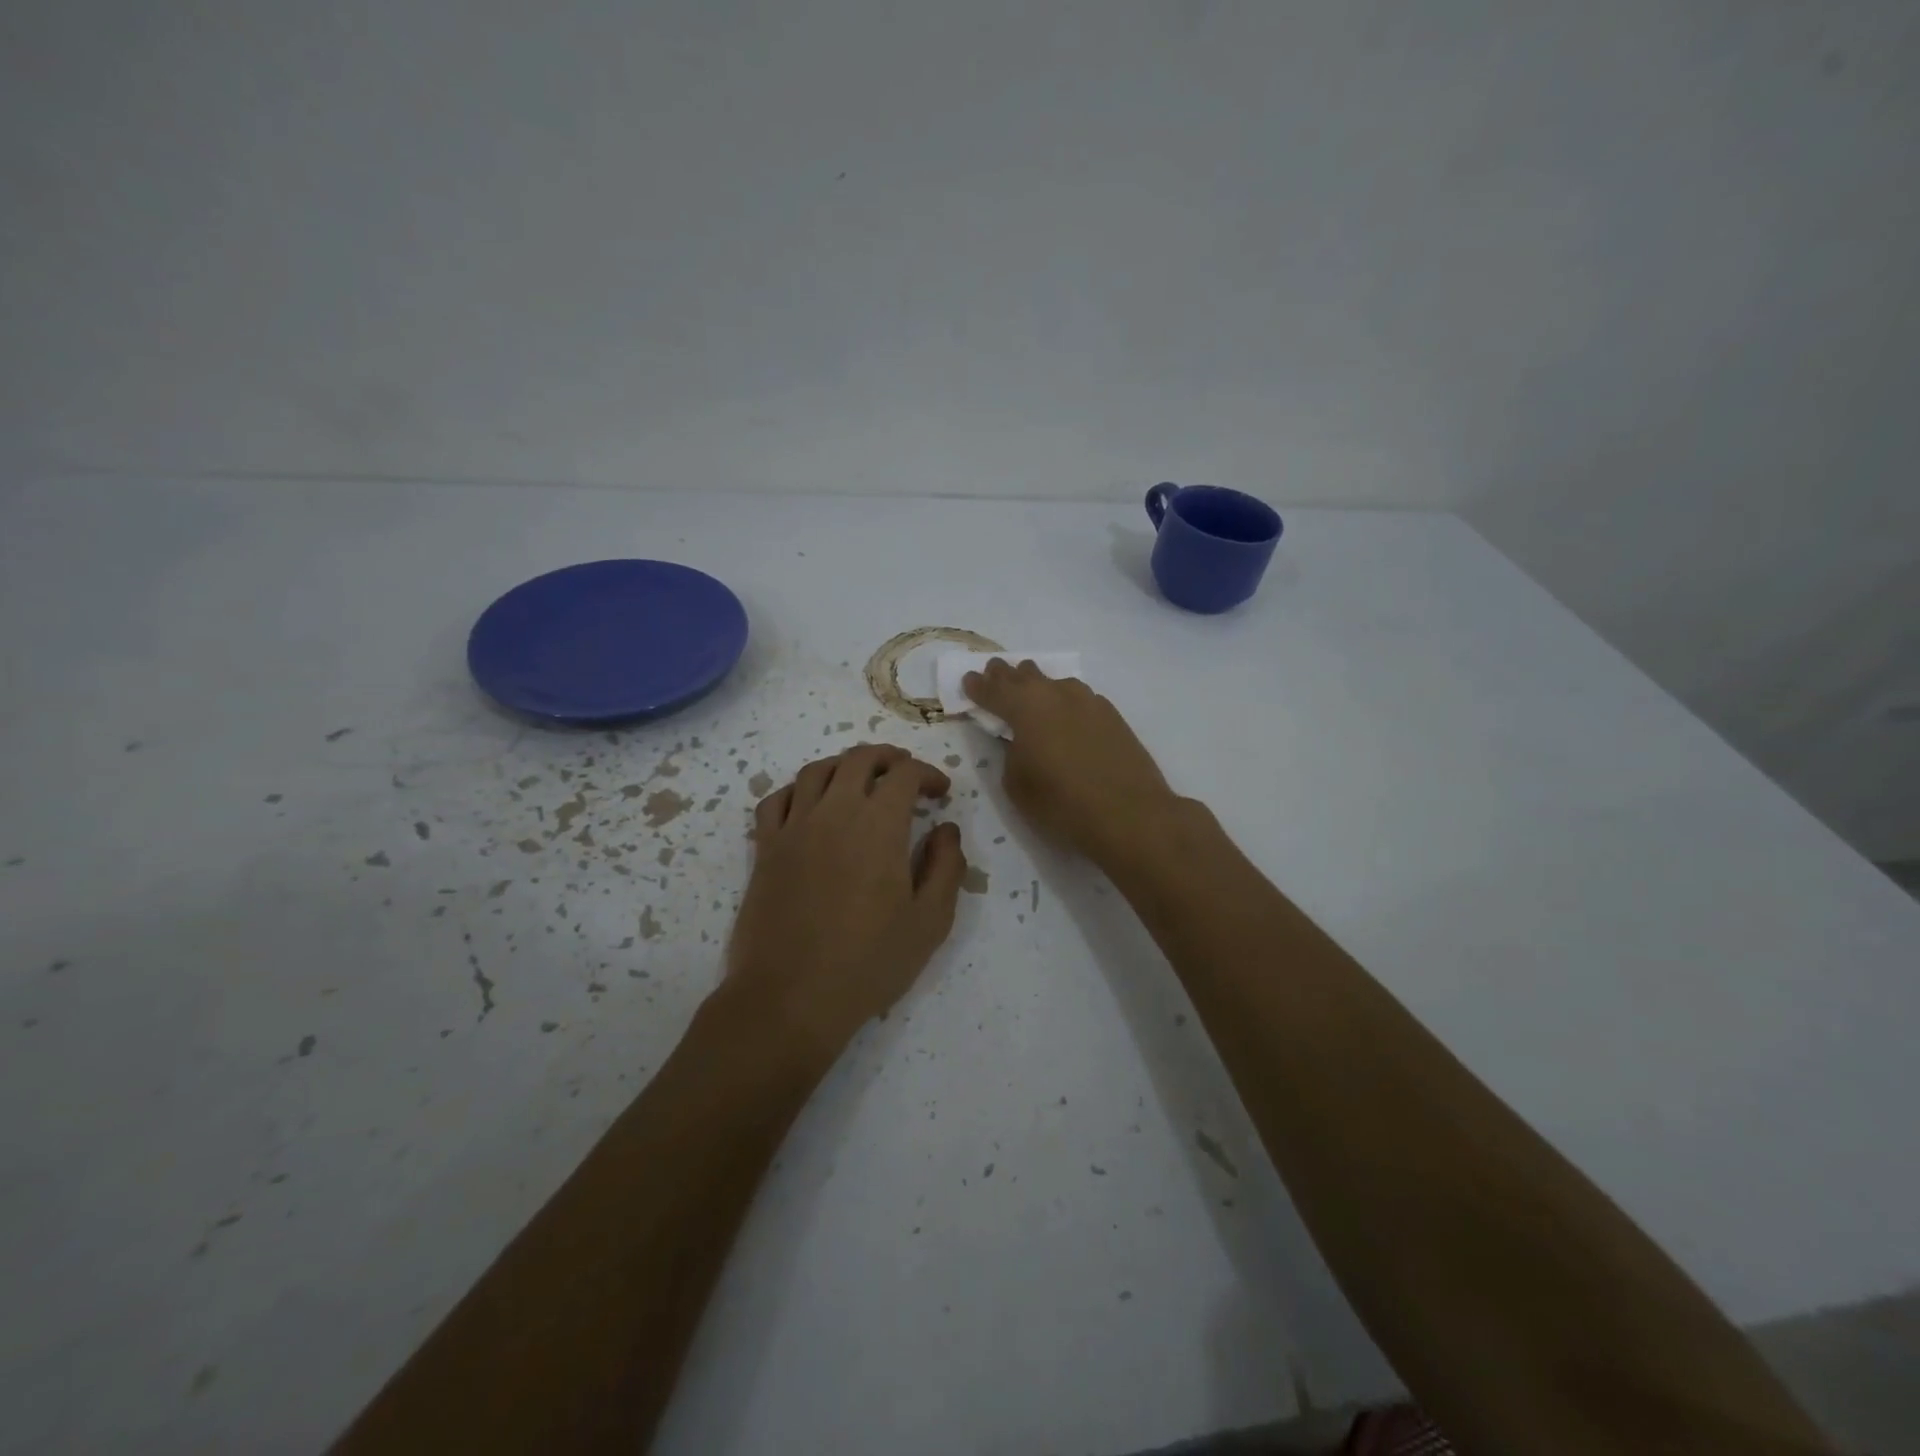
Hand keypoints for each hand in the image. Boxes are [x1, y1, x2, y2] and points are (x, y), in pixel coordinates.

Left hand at [728, 744, 967, 1058]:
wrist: (791, 997)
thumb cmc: (869, 962)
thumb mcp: (930, 921)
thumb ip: (946, 867)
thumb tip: (946, 829)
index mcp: (879, 825)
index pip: (905, 774)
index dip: (928, 774)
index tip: (941, 793)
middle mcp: (834, 812)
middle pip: (859, 759)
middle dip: (888, 758)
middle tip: (905, 773)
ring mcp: (794, 827)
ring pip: (816, 771)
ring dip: (844, 765)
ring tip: (860, 780)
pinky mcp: (765, 849)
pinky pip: (776, 800)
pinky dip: (797, 790)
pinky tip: (809, 804)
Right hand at [963, 659, 1179, 866]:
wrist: (1129, 814)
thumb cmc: (1062, 804)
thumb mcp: (1017, 784)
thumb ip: (1011, 752)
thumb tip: (1019, 740)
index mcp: (1025, 708)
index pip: (994, 690)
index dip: (978, 686)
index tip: (968, 680)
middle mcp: (1056, 694)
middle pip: (1025, 675)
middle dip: (1006, 675)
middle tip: (995, 672)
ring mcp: (1089, 701)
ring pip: (1055, 682)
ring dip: (1038, 683)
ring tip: (1030, 688)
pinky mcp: (1112, 715)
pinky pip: (1079, 697)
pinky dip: (1064, 700)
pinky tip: (1066, 712)